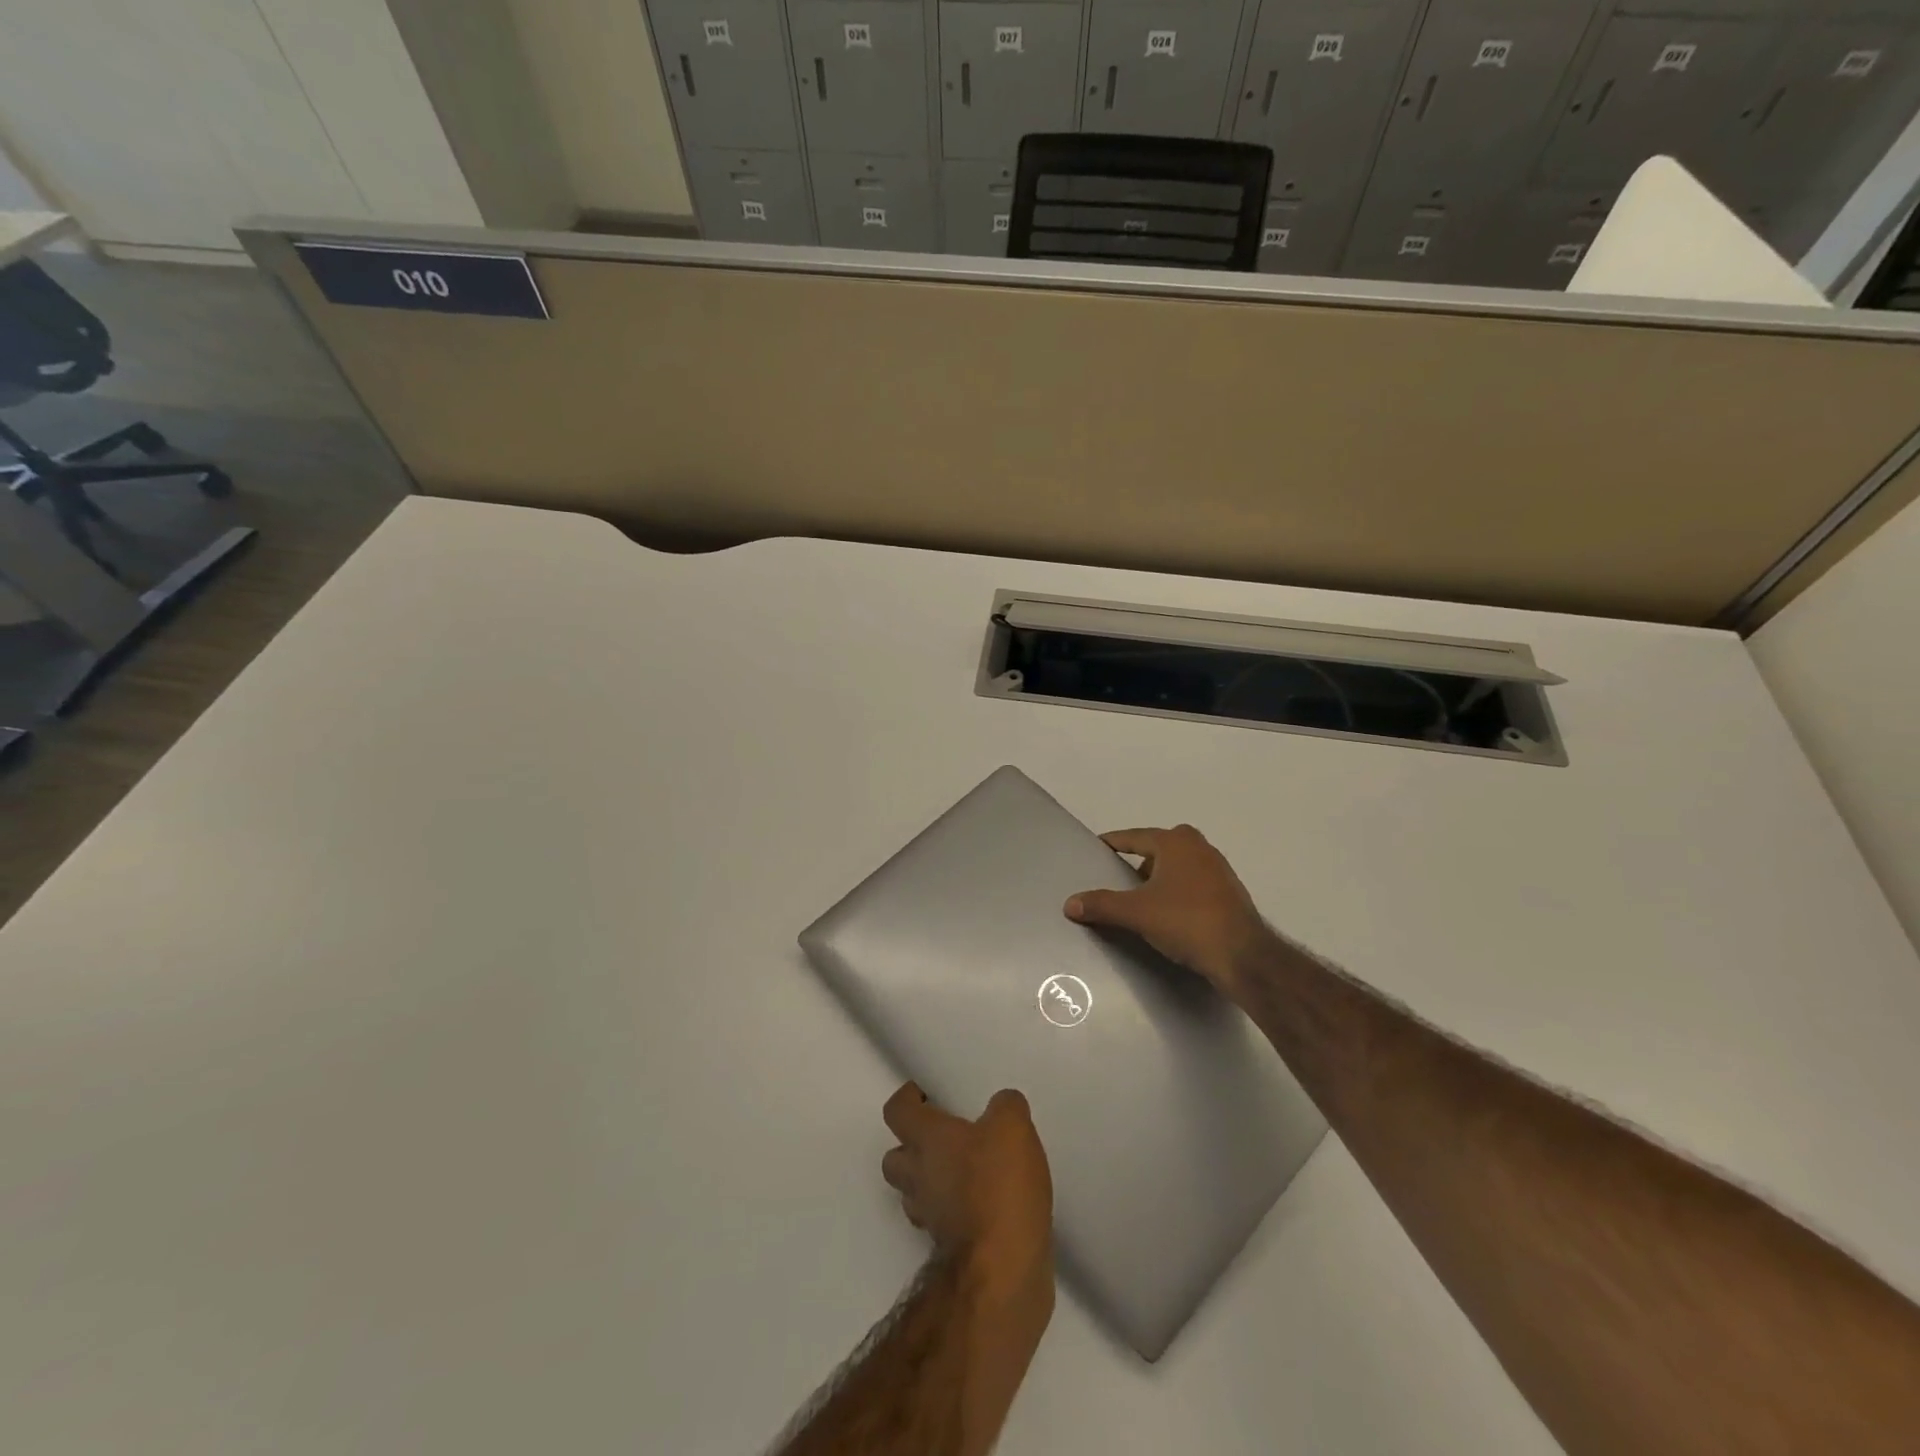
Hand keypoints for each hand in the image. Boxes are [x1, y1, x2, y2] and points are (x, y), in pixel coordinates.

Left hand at [881, 1082, 1052, 1294]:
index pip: (896, 1111)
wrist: (1002, 1269)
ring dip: (929, 1182)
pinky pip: (940, 1221)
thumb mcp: (1012, 1127)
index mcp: (927, 1139)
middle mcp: (918, 1177)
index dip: (905, 1098)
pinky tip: (981, 1205)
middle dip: (910, 1146)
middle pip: (894, 1159)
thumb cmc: (998, 1185)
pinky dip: (952, 1211)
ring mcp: (929, 1218)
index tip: (922, 1093)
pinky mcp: (947, 1250)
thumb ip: (1005, 1107)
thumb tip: (1002, 1105)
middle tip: (941, 1137)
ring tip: (962, 1172)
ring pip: (913, 1193)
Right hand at [1063, 824, 1269, 999]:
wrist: (1242, 956)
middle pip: (1158, 848)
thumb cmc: (1186, 921)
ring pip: (1178, 867)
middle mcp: (1199, 848)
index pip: (1134, 837)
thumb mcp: (1136, 913)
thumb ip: (1101, 905)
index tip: (1096, 848)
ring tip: (1141, 900)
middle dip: (1138, 861)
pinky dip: (1177, 892)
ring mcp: (1219, 870)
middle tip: (1119, 879)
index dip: (1112, 843)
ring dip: (1159, 879)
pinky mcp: (1230, 893)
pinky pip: (1193, 884)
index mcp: (1175, 842)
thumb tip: (1069, 904)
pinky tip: (1169, 914)